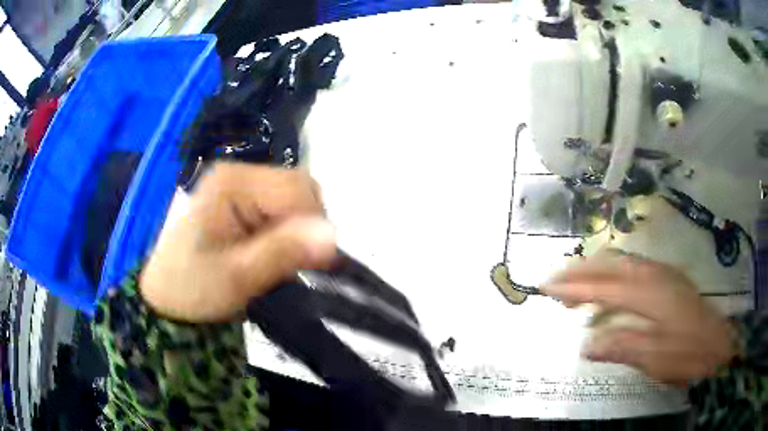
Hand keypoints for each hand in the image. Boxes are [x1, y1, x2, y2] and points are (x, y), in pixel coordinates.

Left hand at [140, 163, 336, 322]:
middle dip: (305, 226)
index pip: (298, 188)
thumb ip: (284, 252)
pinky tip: (269, 250)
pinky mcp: (241, 200)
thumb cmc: (194, 288)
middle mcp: (238, 172)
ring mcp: (239, 184)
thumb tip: (333, 236)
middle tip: (288, 262)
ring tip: (275, 258)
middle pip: (299, 188)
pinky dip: (287, 231)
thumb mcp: (238, 277)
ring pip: (295, 199)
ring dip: (297, 230)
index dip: (312, 224)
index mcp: (233, 181)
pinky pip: (282, 208)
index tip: (309, 262)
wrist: (167, 299)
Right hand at [541, 251, 738, 385]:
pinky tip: (608, 292)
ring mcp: (663, 274)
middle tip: (555, 284)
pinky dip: (614, 276)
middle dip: (581, 271)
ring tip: (576, 288)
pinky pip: (634, 270)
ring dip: (596, 271)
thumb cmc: (688, 353)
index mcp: (650, 293)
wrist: (720, 343)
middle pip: (612, 264)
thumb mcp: (655, 358)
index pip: (604, 287)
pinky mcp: (668, 279)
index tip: (547, 288)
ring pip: (623, 263)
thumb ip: (621, 346)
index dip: (575, 288)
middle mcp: (655, 275)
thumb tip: (587, 346)